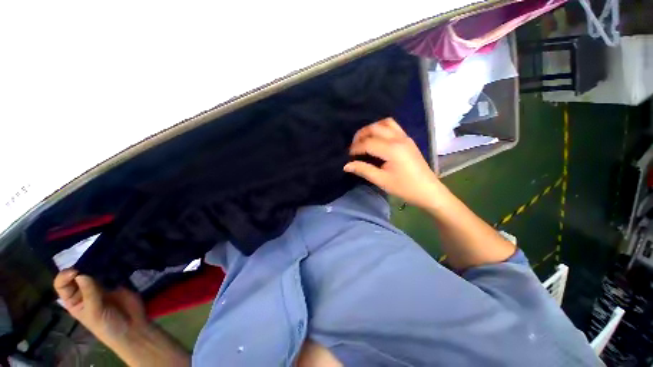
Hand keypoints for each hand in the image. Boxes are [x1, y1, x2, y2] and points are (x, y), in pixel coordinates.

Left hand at [53, 269, 147, 345]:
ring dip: (97, 265)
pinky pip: (111, 271)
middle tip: (90, 261)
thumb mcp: (95, 312)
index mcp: (74, 300)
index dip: (65, 276)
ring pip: (94, 271)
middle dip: (81, 267)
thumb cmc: (107, 325)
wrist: (132, 327)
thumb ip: (89, 294)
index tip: (76, 272)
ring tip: (103, 259)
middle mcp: (84, 291)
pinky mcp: (116, 282)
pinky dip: (111, 266)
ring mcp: (101, 286)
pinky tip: (115, 262)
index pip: (62, 285)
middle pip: (77, 275)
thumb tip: (80, 274)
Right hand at [344, 118, 444, 208]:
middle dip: (360, 135)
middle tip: (353, 147)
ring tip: (364, 140)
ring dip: (371, 129)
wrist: (428, 190)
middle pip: (374, 128)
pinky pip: (393, 126)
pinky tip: (377, 139)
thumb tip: (346, 165)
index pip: (367, 143)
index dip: (355, 148)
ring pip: (384, 123)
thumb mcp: (382, 181)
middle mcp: (398, 138)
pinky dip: (381, 128)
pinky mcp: (408, 139)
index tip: (348, 156)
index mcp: (392, 149)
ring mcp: (405, 137)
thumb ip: (363, 170)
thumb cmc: (405, 188)